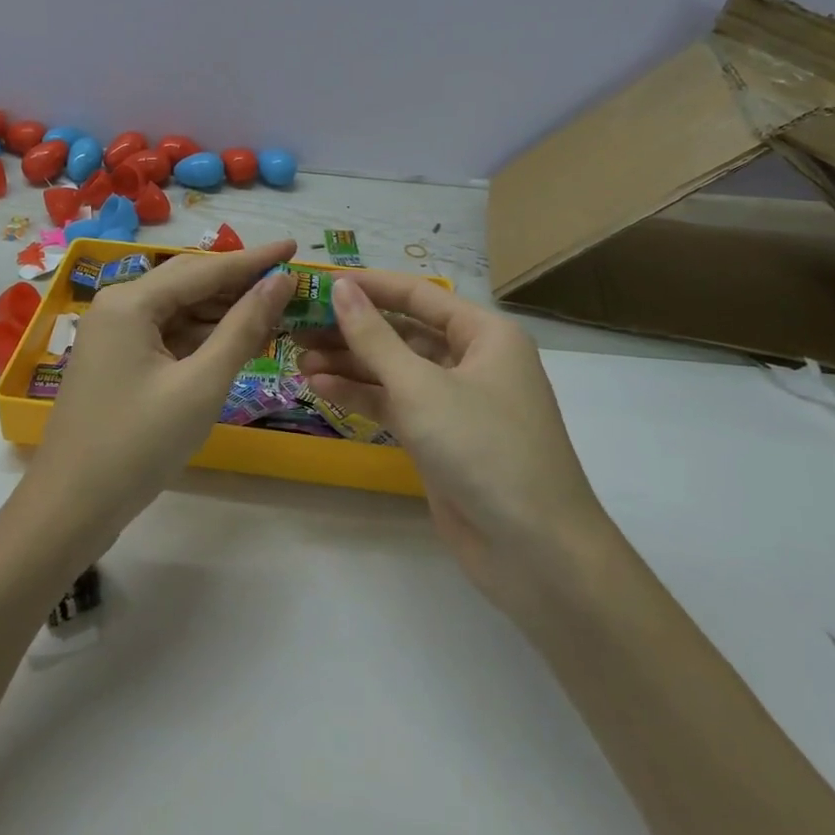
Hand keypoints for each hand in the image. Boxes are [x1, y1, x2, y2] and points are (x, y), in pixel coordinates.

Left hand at [21, 240, 297, 559]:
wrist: (70, 507)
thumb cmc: (138, 444)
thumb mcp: (201, 384)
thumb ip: (243, 328)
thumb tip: (280, 281)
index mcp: (131, 301)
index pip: (205, 268)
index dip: (254, 259)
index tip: (294, 245)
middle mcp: (118, 305)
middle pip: (189, 282)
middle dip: (239, 283)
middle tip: (288, 282)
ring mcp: (114, 334)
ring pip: (178, 310)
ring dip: (222, 312)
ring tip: (273, 312)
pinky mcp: (117, 360)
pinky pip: (166, 334)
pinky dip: (201, 337)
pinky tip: (234, 342)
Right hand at [295, 272, 606, 621]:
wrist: (536, 552)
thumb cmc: (484, 448)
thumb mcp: (421, 387)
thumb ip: (374, 337)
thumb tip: (340, 288)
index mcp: (484, 334)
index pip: (417, 295)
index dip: (368, 286)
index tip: (318, 282)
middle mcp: (472, 360)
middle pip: (402, 332)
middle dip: (351, 329)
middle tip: (298, 326)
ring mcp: (456, 402)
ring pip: (394, 369)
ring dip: (350, 363)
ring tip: (299, 359)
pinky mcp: (440, 438)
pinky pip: (395, 403)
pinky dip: (361, 395)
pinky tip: (321, 388)